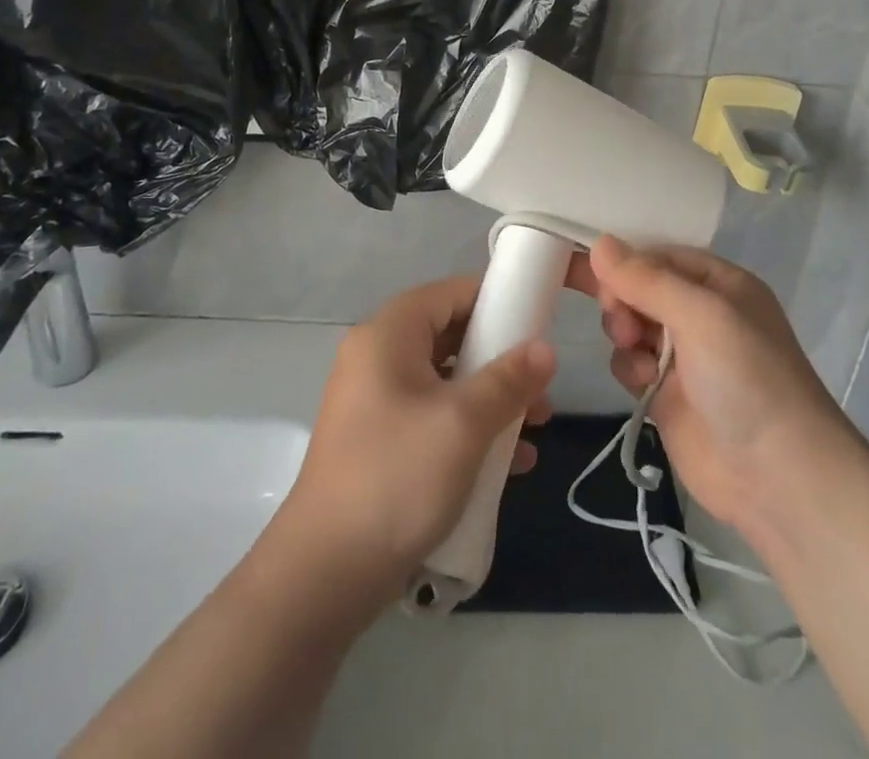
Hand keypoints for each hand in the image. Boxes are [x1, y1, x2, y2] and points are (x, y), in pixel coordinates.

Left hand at [278, 275, 555, 603]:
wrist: (323, 575)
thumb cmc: (397, 477)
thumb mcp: (464, 422)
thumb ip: (509, 379)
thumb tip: (546, 348)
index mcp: (389, 334)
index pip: (450, 293)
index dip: (496, 302)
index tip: (538, 325)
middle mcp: (376, 356)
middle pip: (450, 336)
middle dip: (500, 360)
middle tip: (541, 389)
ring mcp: (374, 401)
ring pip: (445, 381)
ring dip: (491, 400)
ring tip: (534, 429)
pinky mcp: (378, 442)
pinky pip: (431, 416)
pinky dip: (467, 430)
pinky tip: (508, 466)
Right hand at [568, 236, 841, 531]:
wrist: (776, 476)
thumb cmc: (745, 377)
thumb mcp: (700, 314)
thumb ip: (647, 279)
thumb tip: (600, 243)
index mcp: (719, 284)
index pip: (659, 255)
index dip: (626, 261)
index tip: (594, 271)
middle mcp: (701, 314)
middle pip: (640, 288)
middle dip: (622, 298)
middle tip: (619, 317)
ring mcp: (684, 356)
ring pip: (630, 324)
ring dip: (624, 332)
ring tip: (634, 348)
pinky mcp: (666, 394)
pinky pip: (630, 363)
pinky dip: (629, 367)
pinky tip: (644, 384)